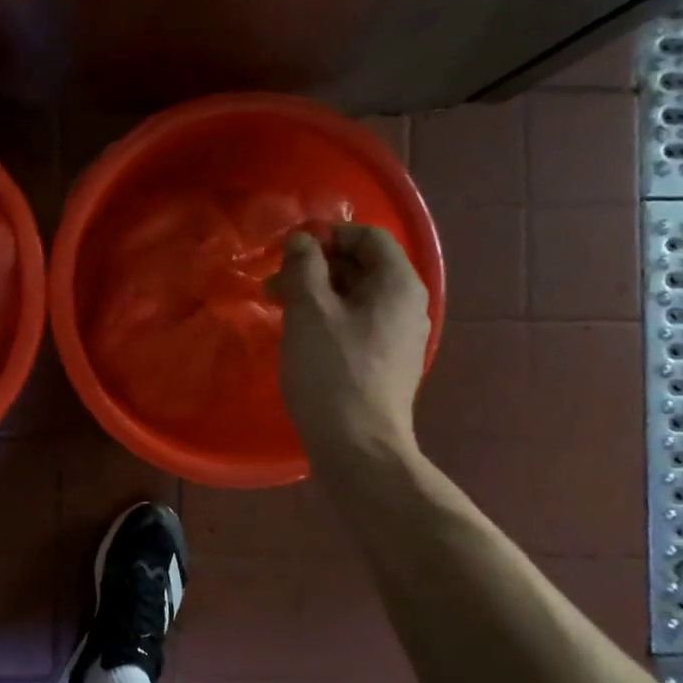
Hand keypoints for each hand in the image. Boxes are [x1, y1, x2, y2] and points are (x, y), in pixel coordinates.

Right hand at [271, 223, 429, 459]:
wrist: (358, 446)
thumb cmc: (333, 371)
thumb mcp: (310, 310)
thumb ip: (304, 266)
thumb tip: (302, 241)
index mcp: (398, 284)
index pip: (368, 237)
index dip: (328, 236)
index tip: (289, 252)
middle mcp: (407, 305)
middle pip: (363, 266)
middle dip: (316, 267)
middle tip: (274, 284)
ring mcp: (400, 337)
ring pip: (356, 298)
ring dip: (318, 294)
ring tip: (280, 309)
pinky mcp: (386, 363)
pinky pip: (358, 325)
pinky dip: (328, 320)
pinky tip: (300, 337)